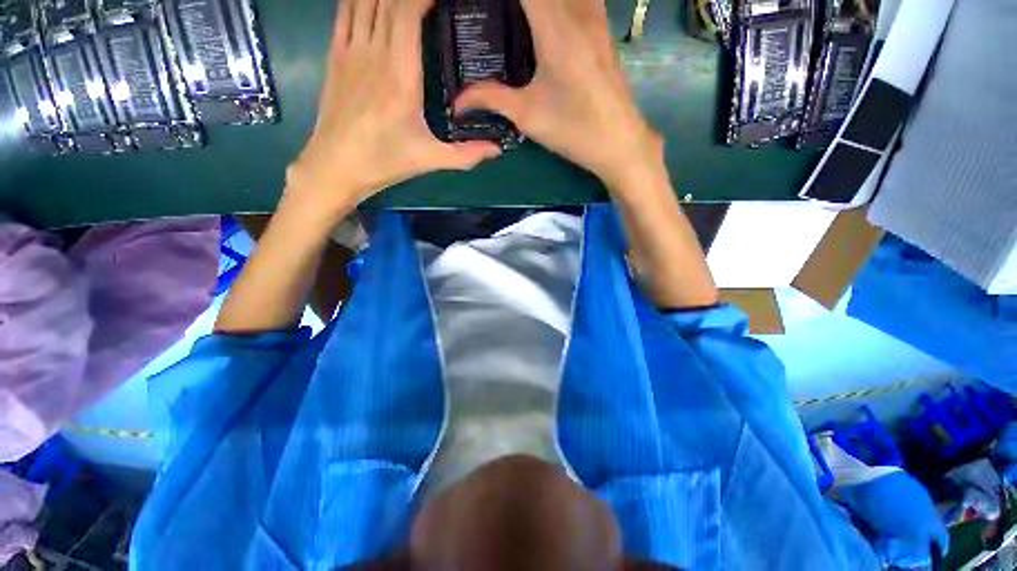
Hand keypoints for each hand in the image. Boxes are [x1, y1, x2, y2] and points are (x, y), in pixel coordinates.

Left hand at [287, 0, 502, 213]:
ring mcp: (350, 50)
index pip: (408, 11)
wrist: (335, 166)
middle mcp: (374, 52)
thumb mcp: (430, 159)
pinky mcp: (335, 55)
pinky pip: (345, 10)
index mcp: (400, 74)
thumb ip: (467, 154)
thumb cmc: (384, 162)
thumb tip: (498, 150)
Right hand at [454, 0, 662, 189]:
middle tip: (495, 14)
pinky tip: (542, 19)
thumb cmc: (574, 130)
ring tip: (515, 19)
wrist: (619, 142)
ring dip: (539, 4)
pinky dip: (557, 5)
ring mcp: (595, 14)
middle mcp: (578, 9)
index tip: (482, 8)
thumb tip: (457, 101)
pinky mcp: (602, 25)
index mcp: (555, 26)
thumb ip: (491, 98)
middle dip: (515, 3)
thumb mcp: (528, 115)